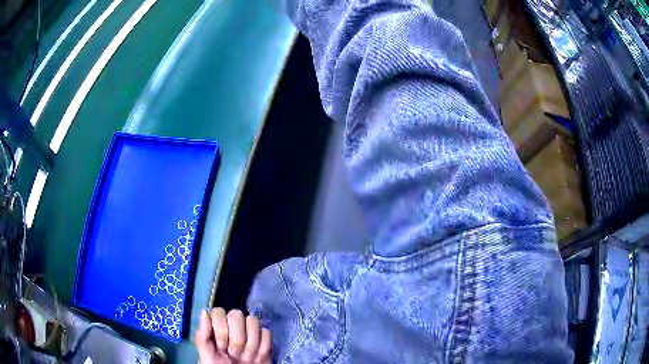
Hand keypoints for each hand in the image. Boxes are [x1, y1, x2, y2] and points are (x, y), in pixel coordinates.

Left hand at [195, 308, 271, 363]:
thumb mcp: (207, 354)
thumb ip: (202, 335)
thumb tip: (204, 312)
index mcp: (216, 327)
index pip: (219, 312)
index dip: (221, 329)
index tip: (222, 347)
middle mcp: (232, 325)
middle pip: (237, 314)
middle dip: (237, 338)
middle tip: (234, 354)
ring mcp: (249, 331)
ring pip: (253, 321)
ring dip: (250, 343)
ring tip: (246, 357)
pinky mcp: (264, 340)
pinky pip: (267, 333)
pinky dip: (262, 347)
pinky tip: (257, 357)